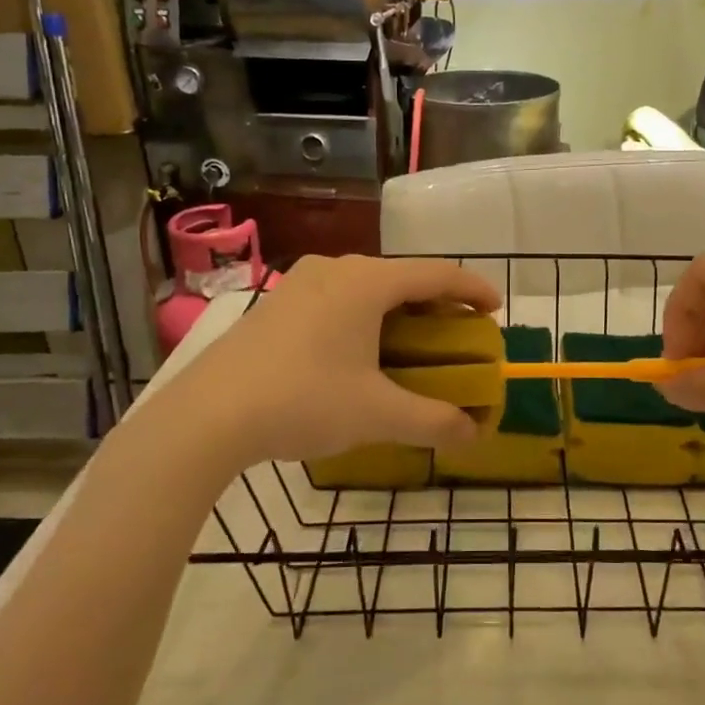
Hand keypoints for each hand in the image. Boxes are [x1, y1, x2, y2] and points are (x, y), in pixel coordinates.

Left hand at [165, 255, 501, 467]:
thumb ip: (433, 421)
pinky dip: (365, 317)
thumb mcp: (376, 415)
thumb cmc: (303, 401)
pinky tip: (360, 351)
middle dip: (437, 305)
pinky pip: (337, 298)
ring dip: (398, 311)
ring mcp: (301, 283)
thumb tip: (474, 434)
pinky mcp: (277, 304)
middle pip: (403, 277)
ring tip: (412, 344)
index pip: (437, 275)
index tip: (496, 309)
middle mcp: (336, 270)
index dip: (473, 289)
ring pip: (367, 287)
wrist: (207, 415)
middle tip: (457, 336)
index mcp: (368, 282)